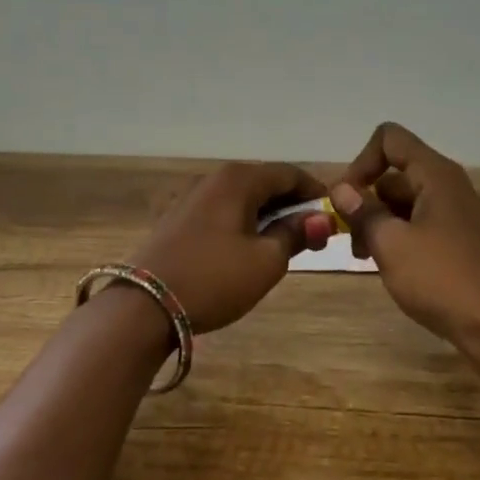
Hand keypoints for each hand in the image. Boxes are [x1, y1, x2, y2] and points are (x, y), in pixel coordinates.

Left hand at [129, 162, 331, 333]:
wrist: (144, 305)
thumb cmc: (214, 279)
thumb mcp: (266, 261)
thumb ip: (295, 234)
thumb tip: (319, 218)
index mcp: (239, 179)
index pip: (289, 174)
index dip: (315, 192)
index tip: (334, 215)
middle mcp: (213, 179)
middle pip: (264, 183)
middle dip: (292, 206)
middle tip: (313, 235)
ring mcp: (190, 197)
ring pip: (241, 199)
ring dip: (267, 216)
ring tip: (284, 244)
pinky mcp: (176, 219)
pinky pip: (221, 212)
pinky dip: (242, 223)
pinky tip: (248, 247)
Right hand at [332, 123, 479, 384]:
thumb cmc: (442, 279)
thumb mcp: (392, 244)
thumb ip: (363, 212)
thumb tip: (341, 188)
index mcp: (435, 175)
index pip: (389, 139)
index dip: (361, 162)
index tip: (346, 200)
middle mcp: (447, 186)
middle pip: (395, 173)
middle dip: (365, 200)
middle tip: (349, 239)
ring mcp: (455, 215)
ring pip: (404, 203)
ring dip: (378, 223)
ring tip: (365, 258)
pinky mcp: (458, 242)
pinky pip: (419, 225)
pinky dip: (398, 238)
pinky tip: (388, 267)